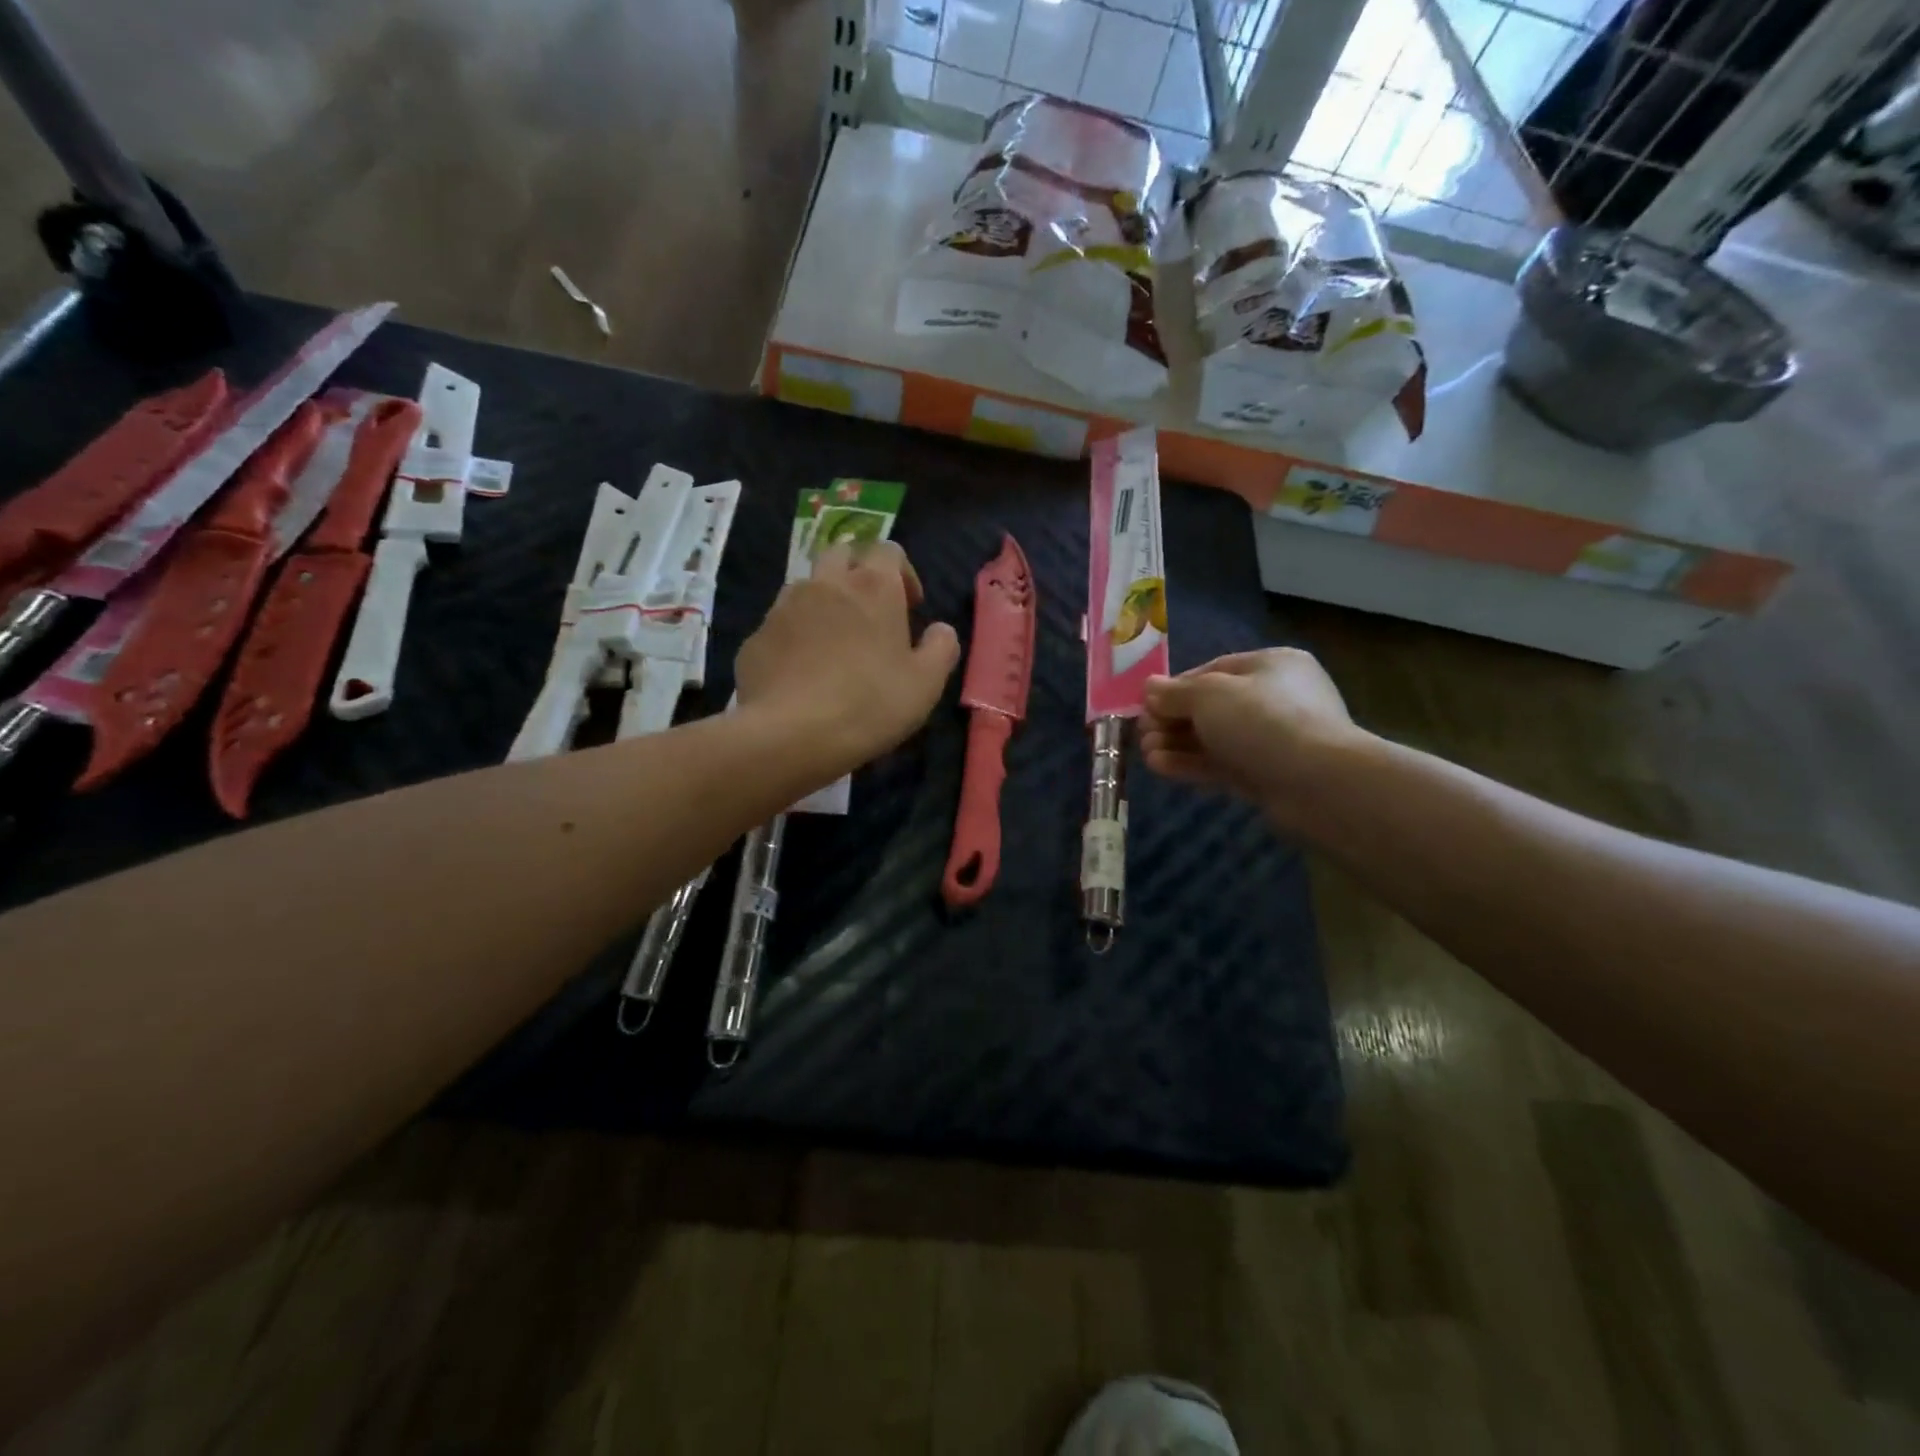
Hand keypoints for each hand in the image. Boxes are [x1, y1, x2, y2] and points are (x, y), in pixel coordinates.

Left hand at [735, 540, 960, 775]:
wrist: (790, 734)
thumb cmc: (870, 704)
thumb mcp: (926, 683)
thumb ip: (941, 647)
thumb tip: (940, 629)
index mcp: (873, 586)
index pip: (889, 550)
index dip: (902, 573)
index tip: (909, 608)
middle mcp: (826, 584)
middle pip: (842, 554)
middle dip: (858, 574)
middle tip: (870, 614)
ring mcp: (784, 607)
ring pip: (807, 587)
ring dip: (824, 602)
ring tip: (834, 644)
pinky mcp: (756, 637)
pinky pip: (780, 624)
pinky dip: (795, 636)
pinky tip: (803, 673)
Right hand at [1140, 648, 1372, 833]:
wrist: (1317, 783)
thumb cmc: (1263, 720)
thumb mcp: (1209, 695)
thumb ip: (1175, 692)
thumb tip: (1150, 688)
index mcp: (1271, 665)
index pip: (1214, 670)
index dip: (1176, 687)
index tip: (1147, 704)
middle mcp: (1275, 698)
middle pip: (1211, 707)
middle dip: (1172, 720)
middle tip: (1142, 733)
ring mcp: (1272, 740)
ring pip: (1215, 738)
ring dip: (1177, 744)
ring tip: (1145, 753)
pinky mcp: (1267, 775)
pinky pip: (1222, 764)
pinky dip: (1192, 764)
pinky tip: (1160, 767)